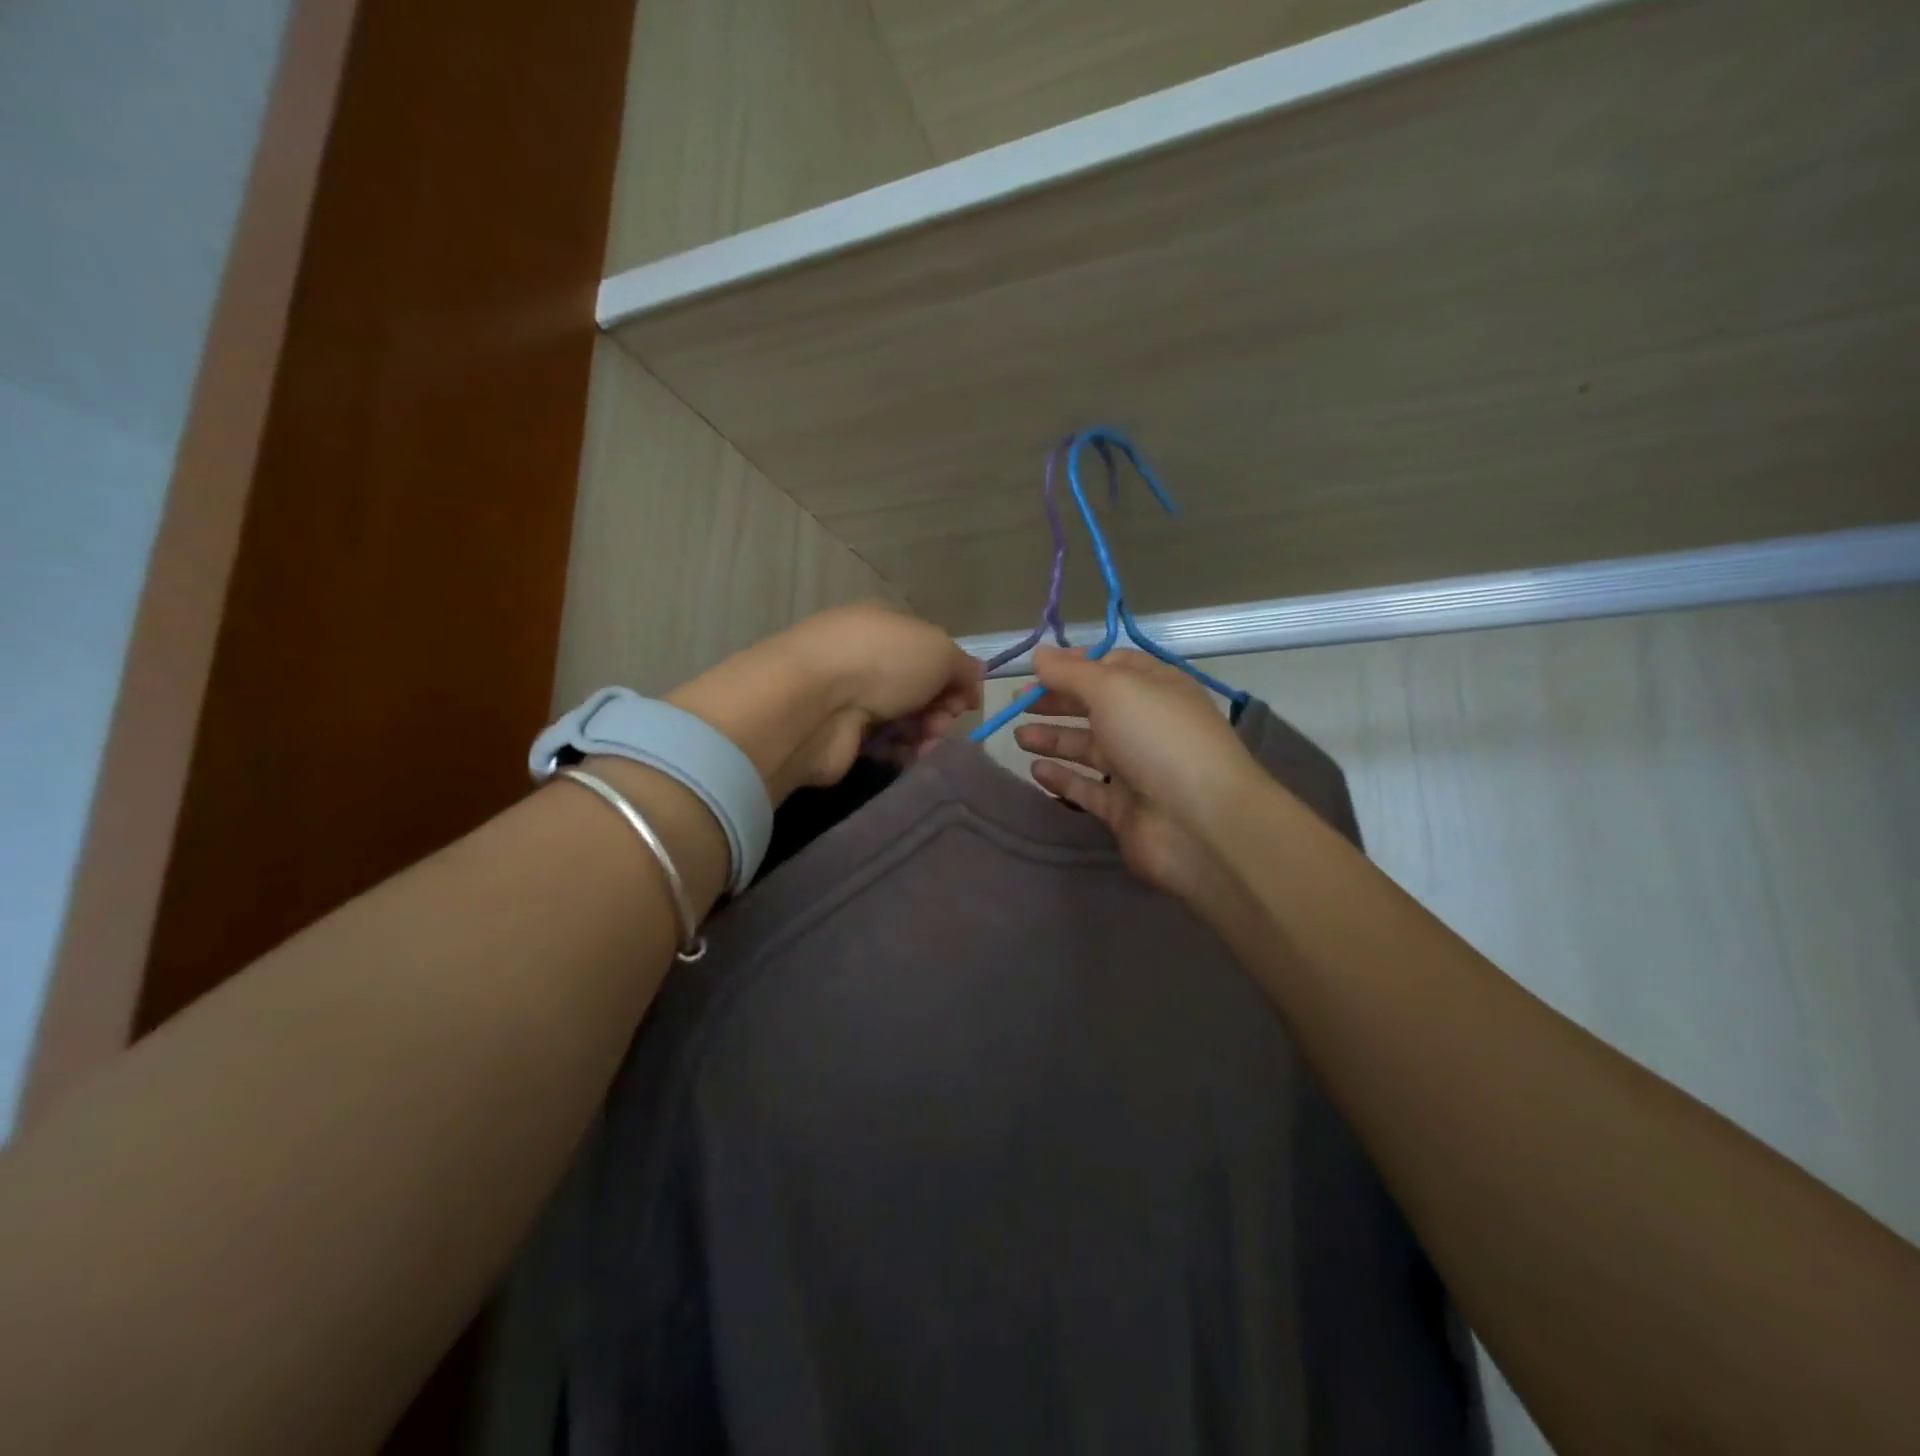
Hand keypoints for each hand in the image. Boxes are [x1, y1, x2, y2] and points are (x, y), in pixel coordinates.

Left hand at [671, 603, 981, 800]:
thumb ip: (962, 666)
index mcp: (886, 625)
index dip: (954, 676)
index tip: (966, 699)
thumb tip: (971, 682)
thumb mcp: (939, 649)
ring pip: (906, 719)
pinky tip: (904, 754)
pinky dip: (901, 751)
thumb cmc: (881, 661)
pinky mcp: (842, 734)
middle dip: (941, 708)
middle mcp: (867, 657)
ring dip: (925, 732)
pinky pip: (885, 745)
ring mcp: (851, 696)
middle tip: (941, 721)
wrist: (814, 703)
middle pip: (921, 688)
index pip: (931, 651)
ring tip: (924, 741)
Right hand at [1013, 649, 1264, 907]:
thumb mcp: (1113, 689)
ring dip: (1054, 739)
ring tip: (1018, 737)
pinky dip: (1062, 778)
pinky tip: (1035, 770)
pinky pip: (1087, 788)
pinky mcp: (1124, 809)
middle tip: (1017, 704)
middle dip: (1057, 702)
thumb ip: (1071, 672)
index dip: (1075, 664)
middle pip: (1096, 707)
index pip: (1113, 666)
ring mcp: (1138, 769)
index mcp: (1158, 688)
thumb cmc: (1158, 739)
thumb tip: (1039, 654)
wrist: (1199, 823)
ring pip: (1089, 748)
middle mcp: (1149, 725)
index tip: (1037, 668)